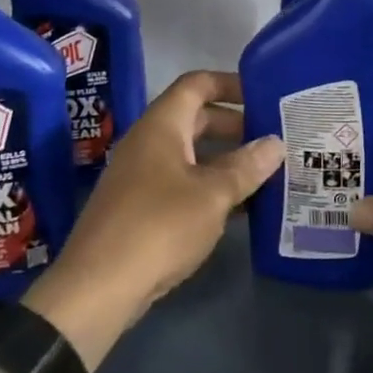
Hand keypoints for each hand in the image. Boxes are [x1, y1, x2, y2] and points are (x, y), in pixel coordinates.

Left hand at [23, 70, 282, 368]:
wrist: (97, 288)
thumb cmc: (159, 226)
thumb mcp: (212, 195)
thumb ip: (246, 167)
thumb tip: (275, 143)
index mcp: (161, 125)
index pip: (196, 84)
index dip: (229, 84)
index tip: (263, 95)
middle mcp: (148, 142)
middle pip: (195, 119)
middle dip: (234, 125)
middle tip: (272, 138)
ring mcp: (140, 176)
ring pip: (190, 155)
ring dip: (225, 160)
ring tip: (265, 173)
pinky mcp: (138, 208)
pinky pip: (181, 183)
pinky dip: (209, 186)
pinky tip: (238, 208)